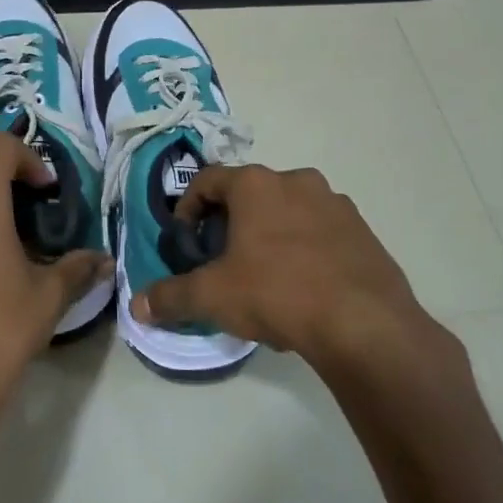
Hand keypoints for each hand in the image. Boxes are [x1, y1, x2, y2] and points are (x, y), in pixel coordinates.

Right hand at [131, 164, 460, 379]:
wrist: (365, 323)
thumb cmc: (277, 293)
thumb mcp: (214, 296)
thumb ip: (171, 297)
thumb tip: (138, 306)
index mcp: (256, 185)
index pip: (207, 180)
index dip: (188, 207)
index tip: (185, 238)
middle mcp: (296, 181)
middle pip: (250, 193)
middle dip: (230, 221)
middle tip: (221, 258)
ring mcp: (335, 203)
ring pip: (288, 210)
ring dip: (270, 232)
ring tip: (263, 273)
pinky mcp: (363, 230)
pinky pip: (321, 230)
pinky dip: (304, 246)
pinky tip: (303, 284)